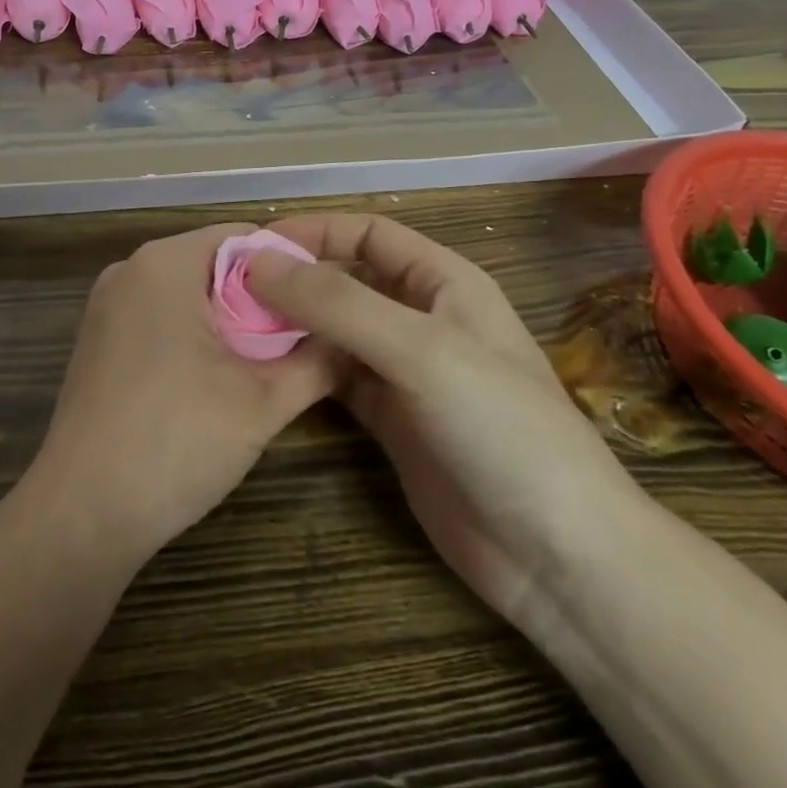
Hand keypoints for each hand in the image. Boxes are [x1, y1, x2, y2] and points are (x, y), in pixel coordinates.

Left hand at [24, 222, 339, 565]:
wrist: (81, 516)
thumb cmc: (175, 444)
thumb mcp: (263, 402)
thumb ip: (318, 360)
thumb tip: (354, 337)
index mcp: (165, 263)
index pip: (244, 237)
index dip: (290, 266)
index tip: (325, 303)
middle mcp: (130, 269)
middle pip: (215, 262)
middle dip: (261, 296)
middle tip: (305, 337)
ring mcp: (107, 304)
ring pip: (188, 291)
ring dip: (230, 319)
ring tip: (270, 360)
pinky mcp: (98, 339)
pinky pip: (159, 315)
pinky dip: (194, 332)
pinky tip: (217, 376)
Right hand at [247, 214, 646, 621]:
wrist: (556, 556)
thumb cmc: (499, 428)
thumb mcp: (420, 350)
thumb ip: (338, 303)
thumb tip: (259, 261)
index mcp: (443, 282)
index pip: (367, 233)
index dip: (314, 231)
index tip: (253, 246)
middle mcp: (421, 317)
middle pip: (346, 279)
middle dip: (295, 279)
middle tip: (229, 293)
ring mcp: (405, 372)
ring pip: (336, 330)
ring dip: (293, 326)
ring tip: (234, 329)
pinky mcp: (391, 421)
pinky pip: (336, 379)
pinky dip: (302, 370)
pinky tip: (265, 373)